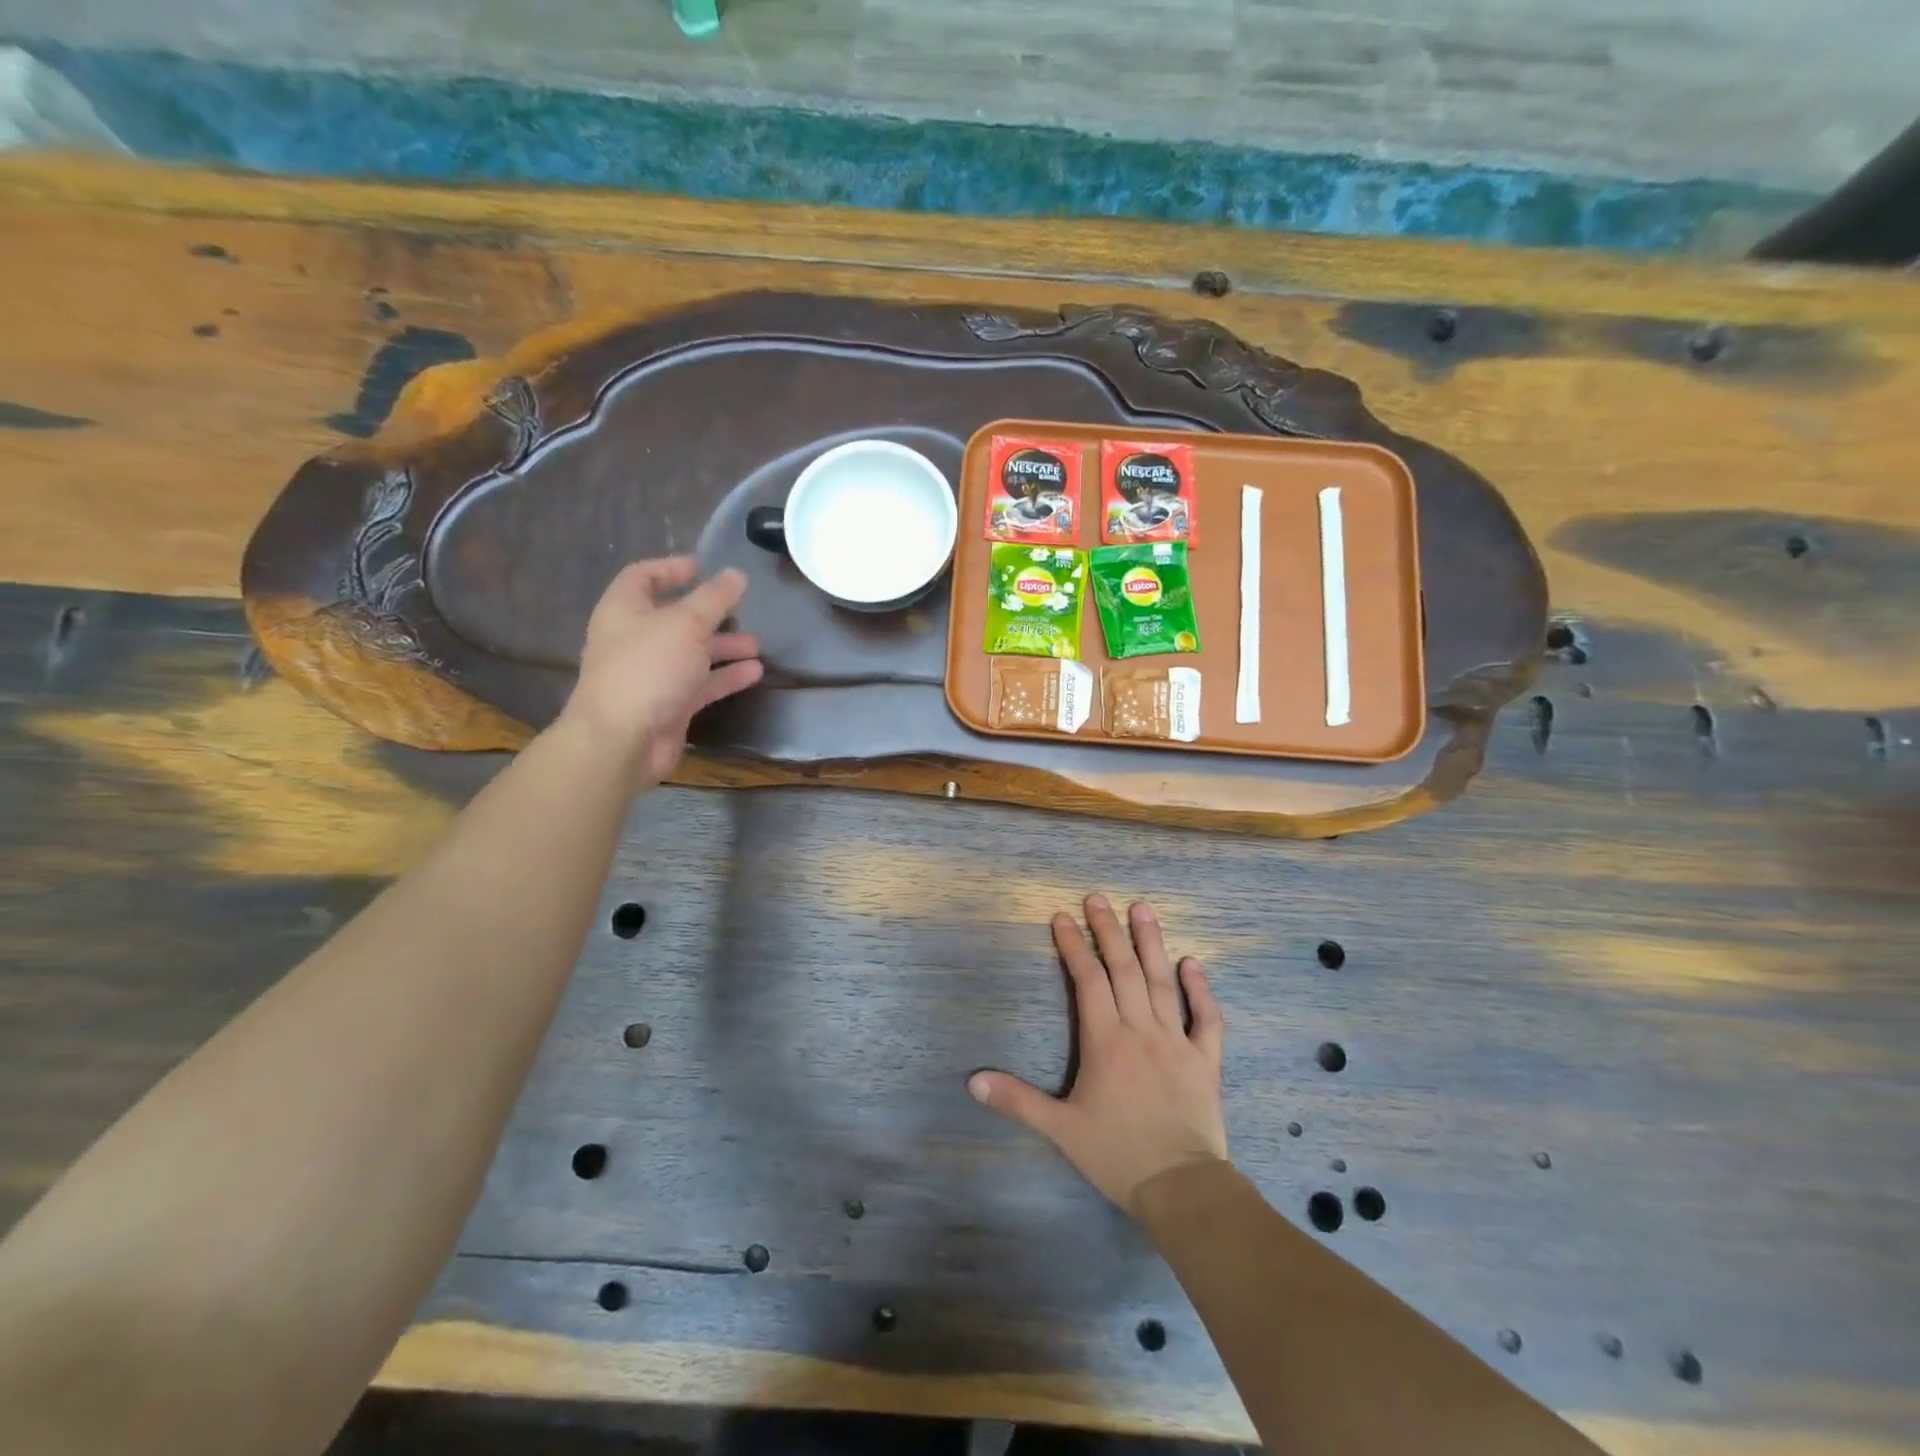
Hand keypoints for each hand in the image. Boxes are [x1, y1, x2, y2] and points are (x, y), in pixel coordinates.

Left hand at [559, 557, 762, 791]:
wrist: (623, 740)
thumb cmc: (649, 669)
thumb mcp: (686, 624)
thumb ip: (715, 598)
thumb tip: (737, 575)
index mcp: (625, 610)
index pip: (644, 576)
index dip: (672, 568)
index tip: (704, 566)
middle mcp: (635, 639)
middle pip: (675, 617)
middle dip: (710, 613)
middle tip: (742, 609)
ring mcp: (652, 674)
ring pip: (692, 653)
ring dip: (723, 647)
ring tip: (756, 644)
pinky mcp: (669, 705)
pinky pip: (701, 684)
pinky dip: (725, 677)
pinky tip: (755, 672)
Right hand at [970, 895, 1226, 1215]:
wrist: (1182, 1188)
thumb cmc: (1118, 1155)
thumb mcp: (1061, 1130)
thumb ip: (1018, 1101)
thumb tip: (972, 1081)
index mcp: (1106, 1041)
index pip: (1088, 981)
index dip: (1073, 946)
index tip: (1062, 917)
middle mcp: (1141, 1030)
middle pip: (1123, 969)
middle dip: (1108, 931)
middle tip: (1098, 898)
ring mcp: (1177, 1041)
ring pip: (1161, 982)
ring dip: (1151, 943)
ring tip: (1142, 908)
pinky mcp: (1205, 1060)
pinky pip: (1206, 1018)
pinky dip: (1200, 989)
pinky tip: (1191, 963)